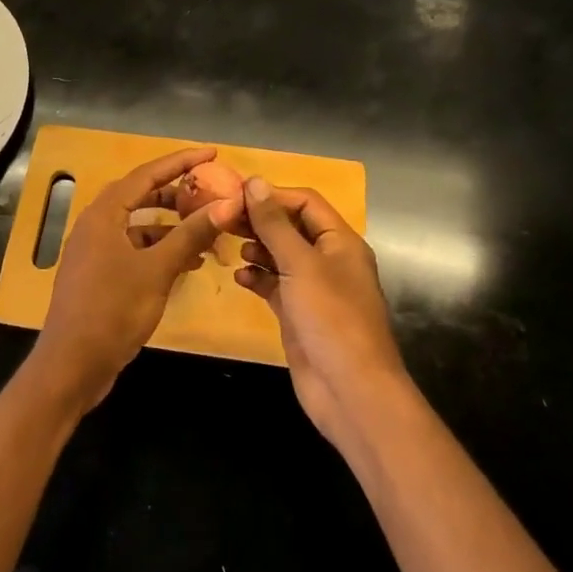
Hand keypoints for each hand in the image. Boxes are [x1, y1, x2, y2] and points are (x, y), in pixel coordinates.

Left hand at [33, 146, 224, 411]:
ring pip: (139, 226)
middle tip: (211, 192)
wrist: (72, 365)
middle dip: (177, 194)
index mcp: (104, 214)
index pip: (147, 174)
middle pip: (141, 197)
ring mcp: (95, 251)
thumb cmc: (113, 309)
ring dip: (171, 227)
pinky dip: (159, 251)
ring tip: (207, 232)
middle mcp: (96, 225)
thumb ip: (192, 234)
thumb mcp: (158, 269)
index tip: (212, 153)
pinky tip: (186, 264)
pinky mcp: (99, 275)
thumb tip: (228, 204)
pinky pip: (134, 250)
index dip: (181, 162)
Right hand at [235, 177, 411, 452]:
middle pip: (291, 227)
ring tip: (229, 246)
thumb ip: (275, 224)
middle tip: (223, 219)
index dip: (272, 195)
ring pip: (280, 256)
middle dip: (259, 221)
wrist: (350, 389)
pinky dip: (257, 278)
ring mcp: (313, 289)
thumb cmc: (330, 317)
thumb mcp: (301, 264)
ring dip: (256, 249)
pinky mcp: (298, 314)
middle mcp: (328, 260)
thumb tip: (254, 182)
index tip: (235, 195)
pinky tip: (238, 278)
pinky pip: (274, 286)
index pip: (305, 202)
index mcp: (340, 241)